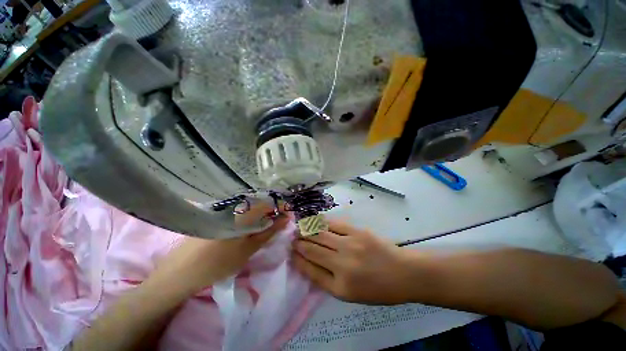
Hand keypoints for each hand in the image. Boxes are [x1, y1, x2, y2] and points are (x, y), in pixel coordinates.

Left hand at [149, 204, 291, 295]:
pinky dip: (247, 215)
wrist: (179, 274)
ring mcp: (222, 209)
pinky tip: (247, 224)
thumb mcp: (248, 249)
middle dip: (270, 210)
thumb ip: (269, 232)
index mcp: (240, 212)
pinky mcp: (214, 214)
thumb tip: (286, 219)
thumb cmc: (217, 263)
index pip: (267, 202)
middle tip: (276, 222)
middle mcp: (231, 206)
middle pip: (258, 202)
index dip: (279, 207)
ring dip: (259, 213)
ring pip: (248, 206)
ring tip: (264, 224)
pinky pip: (238, 210)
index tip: (287, 214)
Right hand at [292, 220, 414, 304]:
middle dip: (299, 244)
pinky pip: (334, 225)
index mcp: (340, 287)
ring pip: (321, 235)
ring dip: (307, 231)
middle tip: (292, 239)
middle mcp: (342, 265)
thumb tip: (309, 265)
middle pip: (313, 251)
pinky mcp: (357, 231)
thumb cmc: (378, 288)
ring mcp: (350, 245)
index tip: (291, 253)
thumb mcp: (352, 295)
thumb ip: (329, 281)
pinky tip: (315, 221)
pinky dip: (322, 223)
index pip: (311, 271)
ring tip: (299, 229)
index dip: (298, 260)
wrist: (403, 273)